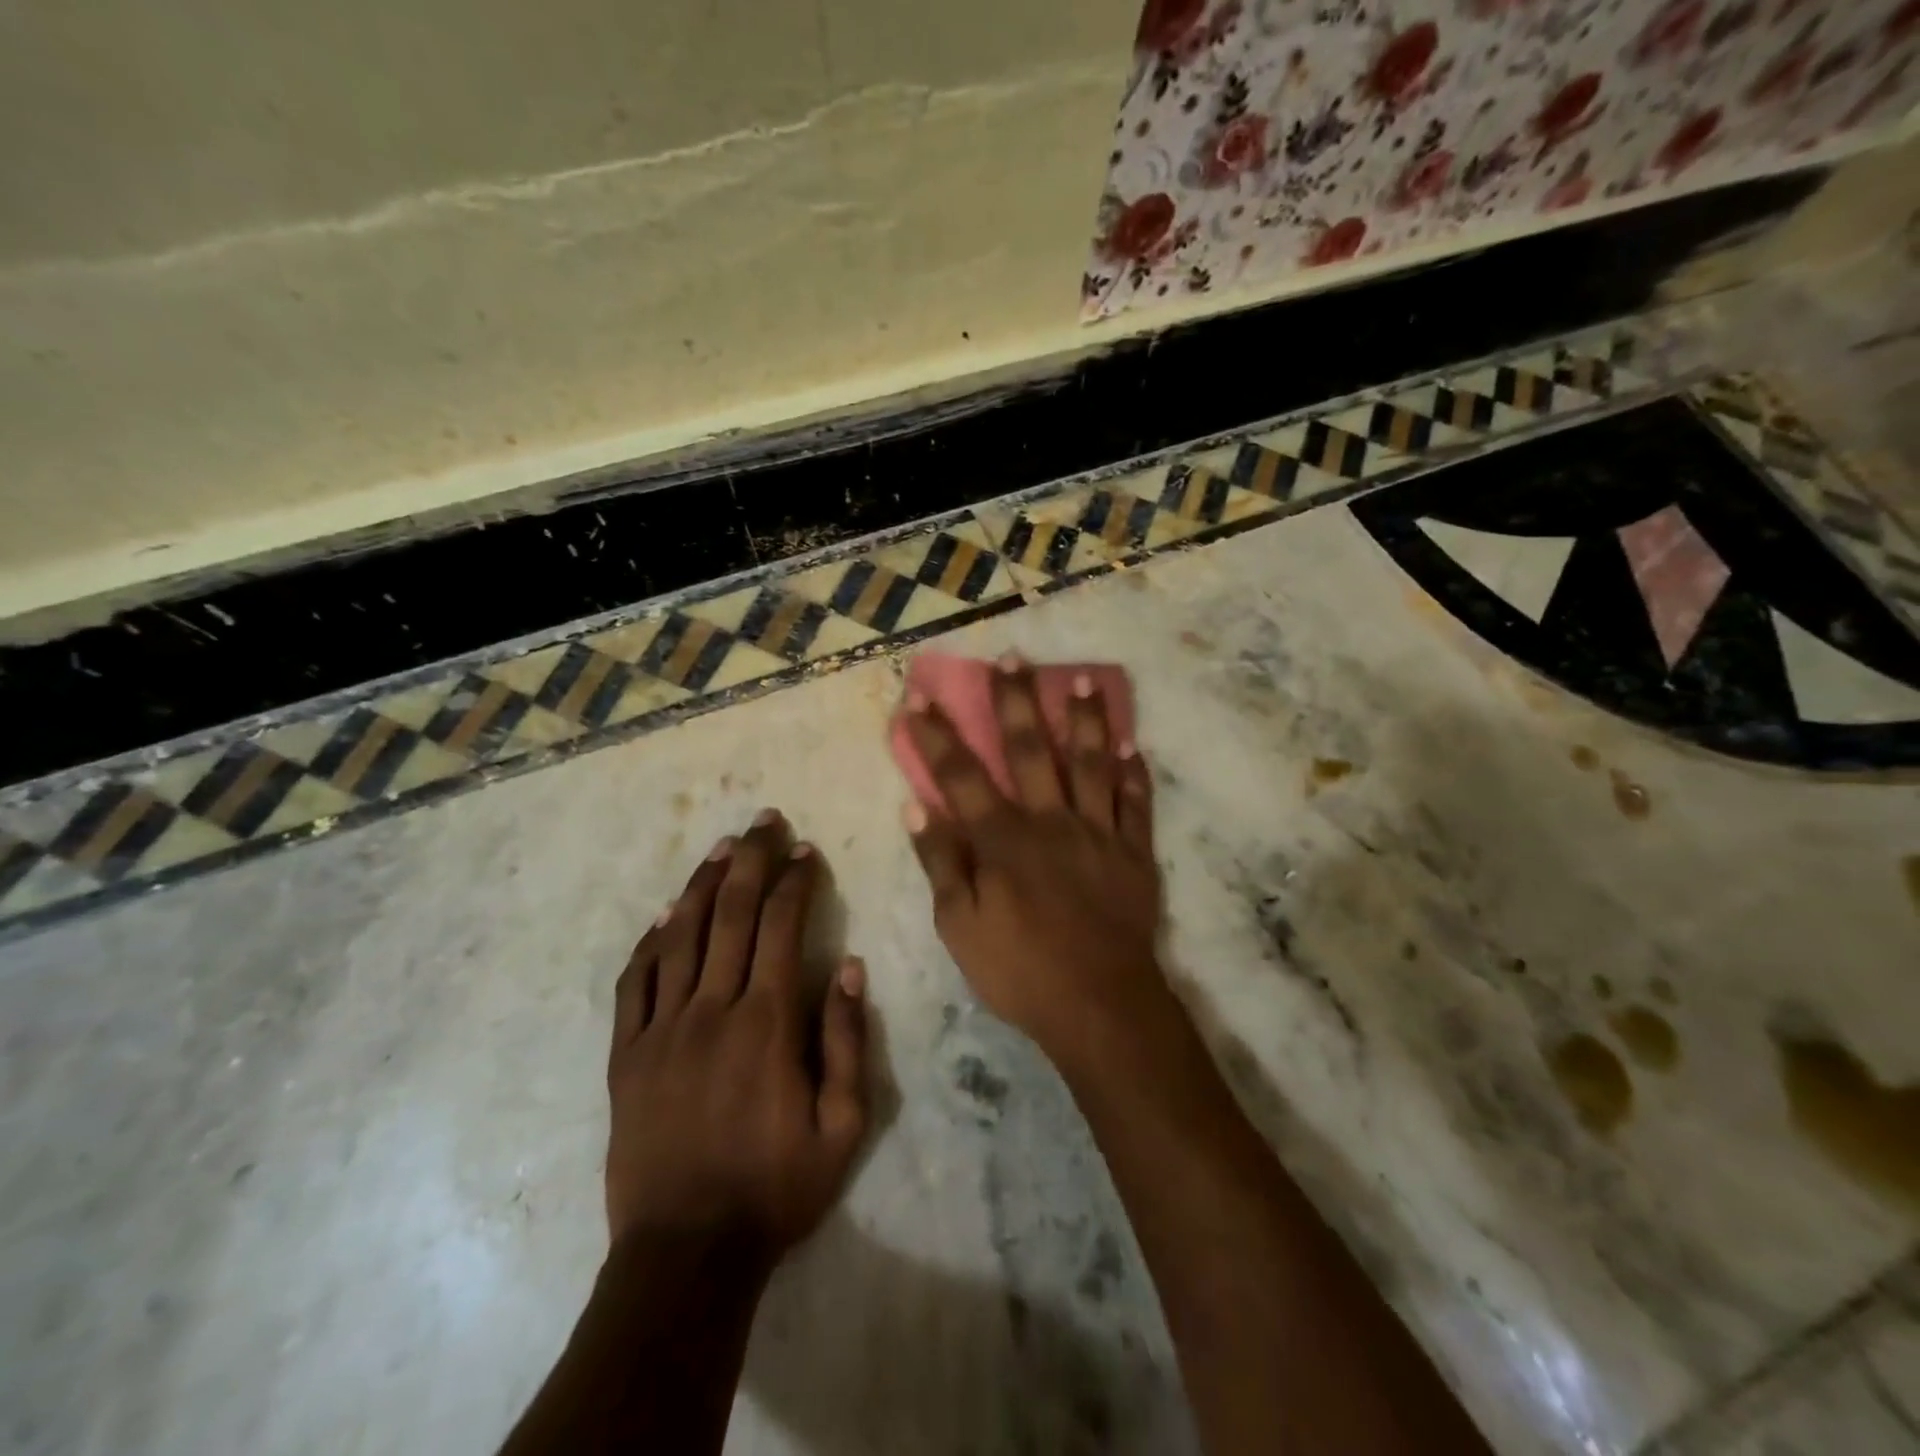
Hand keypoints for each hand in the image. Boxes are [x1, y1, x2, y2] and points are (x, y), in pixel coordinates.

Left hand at [606, 812, 867, 1263]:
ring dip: (700, 885)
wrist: (685, 1254)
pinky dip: (649, 944)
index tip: (806, 851)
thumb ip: (847, 1042)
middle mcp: (711, 1011)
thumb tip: (848, 967)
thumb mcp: (842, 1127)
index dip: (795, 882)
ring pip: (679, 938)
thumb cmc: (775, 1188)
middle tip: (763, 820)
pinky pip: (634, 985)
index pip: (780, 928)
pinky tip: (662, 917)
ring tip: (720, 847)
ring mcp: (661, 1031)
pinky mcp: (626, 1057)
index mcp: (766, 1023)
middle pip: (730, 916)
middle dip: (750, 861)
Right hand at [898, 656, 1167, 1068]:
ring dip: (1085, 719)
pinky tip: (1134, 744)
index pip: (961, 776)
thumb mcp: (960, 926)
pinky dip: (1135, 772)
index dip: (937, 736)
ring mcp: (1097, 832)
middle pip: (1030, 750)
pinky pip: (1136, 803)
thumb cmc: (1020, 970)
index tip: (919, 698)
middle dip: (1015, 701)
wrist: (1100, 1005)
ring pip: (1091, 762)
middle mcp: (1050, 821)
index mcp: (1003, 840)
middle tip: (1011, 657)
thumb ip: (941, 862)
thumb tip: (917, 806)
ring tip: (1082, 679)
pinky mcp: (1133, 852)